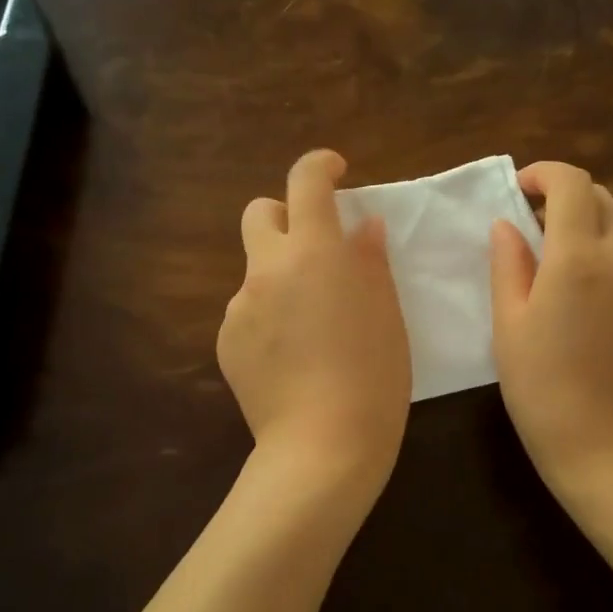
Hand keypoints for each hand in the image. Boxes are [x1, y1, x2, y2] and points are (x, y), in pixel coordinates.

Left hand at [219, 150, 410, 486]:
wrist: (322, 446)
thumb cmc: (373, 377)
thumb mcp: (387, 314)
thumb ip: (370, 260)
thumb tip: (360, 227)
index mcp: (315, 253)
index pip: (306, 182)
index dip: (320, 165)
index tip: (336, 172)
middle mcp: (268, 269)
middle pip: (260, 214)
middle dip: (285, 216)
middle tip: (315, 247)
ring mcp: (239, 306)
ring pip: (256, 271)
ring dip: (280, 277)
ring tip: (310, 325)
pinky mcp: (225, 341)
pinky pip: (246, 312)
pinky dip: (267, 317)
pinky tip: (289, 357)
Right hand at [490, 162, 612, 493]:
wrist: (605, 447)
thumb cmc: (541, 387)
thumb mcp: (508, 324)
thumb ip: (508, 264)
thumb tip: (508, 225)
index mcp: (579, 257)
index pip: (573, 183)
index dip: (544, 173)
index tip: (516, 190)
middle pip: (602, 198)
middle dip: (564, 194)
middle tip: (526, 220)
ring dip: (581, 223)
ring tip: (542, 256)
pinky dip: (595, 251)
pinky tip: (568, 290)